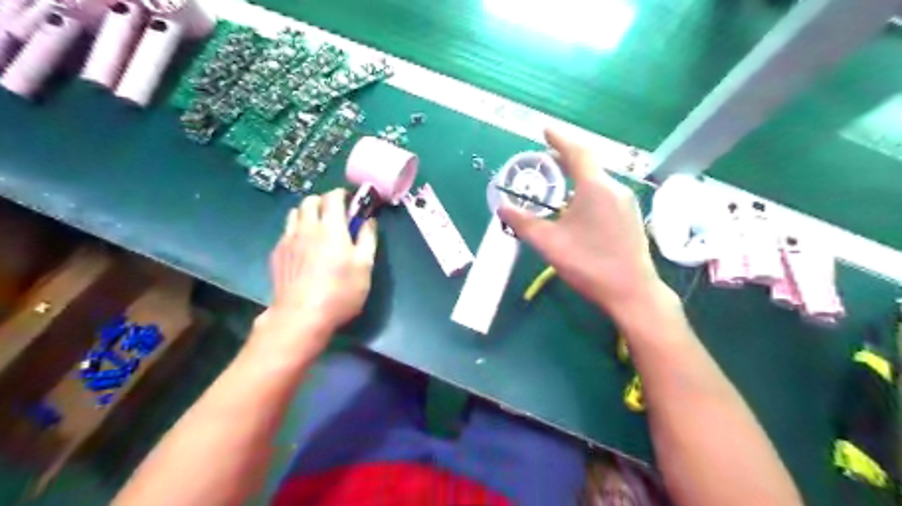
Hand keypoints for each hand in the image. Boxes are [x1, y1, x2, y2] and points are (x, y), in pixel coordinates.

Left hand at [258, 188, 377, 352]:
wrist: (301, 316)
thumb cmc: (340, 291)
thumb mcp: (365, 266)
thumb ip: (368, 239)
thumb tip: (369, 220)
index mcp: (332, 227)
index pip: (333, 197)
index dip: (342, 195)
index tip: (351, 203)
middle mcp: (307, 227)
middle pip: (310, 200)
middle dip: (324, 202)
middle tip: (335, 216)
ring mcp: (288, 239)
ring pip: (295, 213)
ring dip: (308, 213)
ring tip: (318, 229)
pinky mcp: (277, 253)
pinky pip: (286, 231)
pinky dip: (297, 230)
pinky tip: (304, 247)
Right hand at [501, 131, 668, 319]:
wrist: (632, 292)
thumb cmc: (589, 264)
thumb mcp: (549, 243)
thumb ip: (523, 223)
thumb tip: (501, 208)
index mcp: (595, 187)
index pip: (576, 151)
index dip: (559, 138)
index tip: (545, 130)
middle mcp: (614, 188)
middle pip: (588, 163)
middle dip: (565, 157)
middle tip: (545, 158)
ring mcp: (626, 203)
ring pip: (597, 179)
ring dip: (576, 175)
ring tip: (557, 181)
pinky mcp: (629, 217)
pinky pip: (605, 192)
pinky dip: (587, 189)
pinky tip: (577, 204)